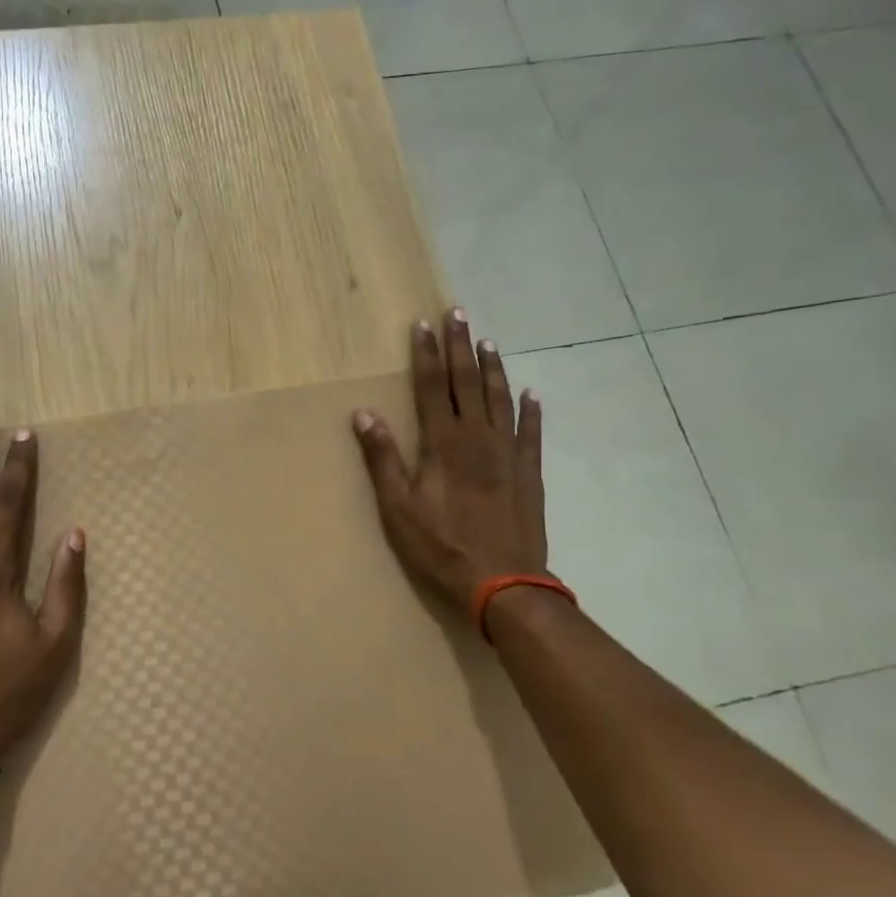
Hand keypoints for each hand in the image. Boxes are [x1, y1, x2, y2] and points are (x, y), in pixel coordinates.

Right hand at [351, 309, 548, 620]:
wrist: (503, 583)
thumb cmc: (441, 545)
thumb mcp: (398, 507)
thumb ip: (383, 457)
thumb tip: (363, 413)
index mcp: (443, 443)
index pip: (432, 386)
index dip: (426, 354)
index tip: (423, 324)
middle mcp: (478, 437)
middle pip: (467, 382)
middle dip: (460, 346)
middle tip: (457, 313)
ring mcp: (508, 453)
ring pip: (500, 399)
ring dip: (492, 368)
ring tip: (488, 341)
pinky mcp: (529, 472)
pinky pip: (532, 432)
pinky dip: (532, 410)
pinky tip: (532, 393)